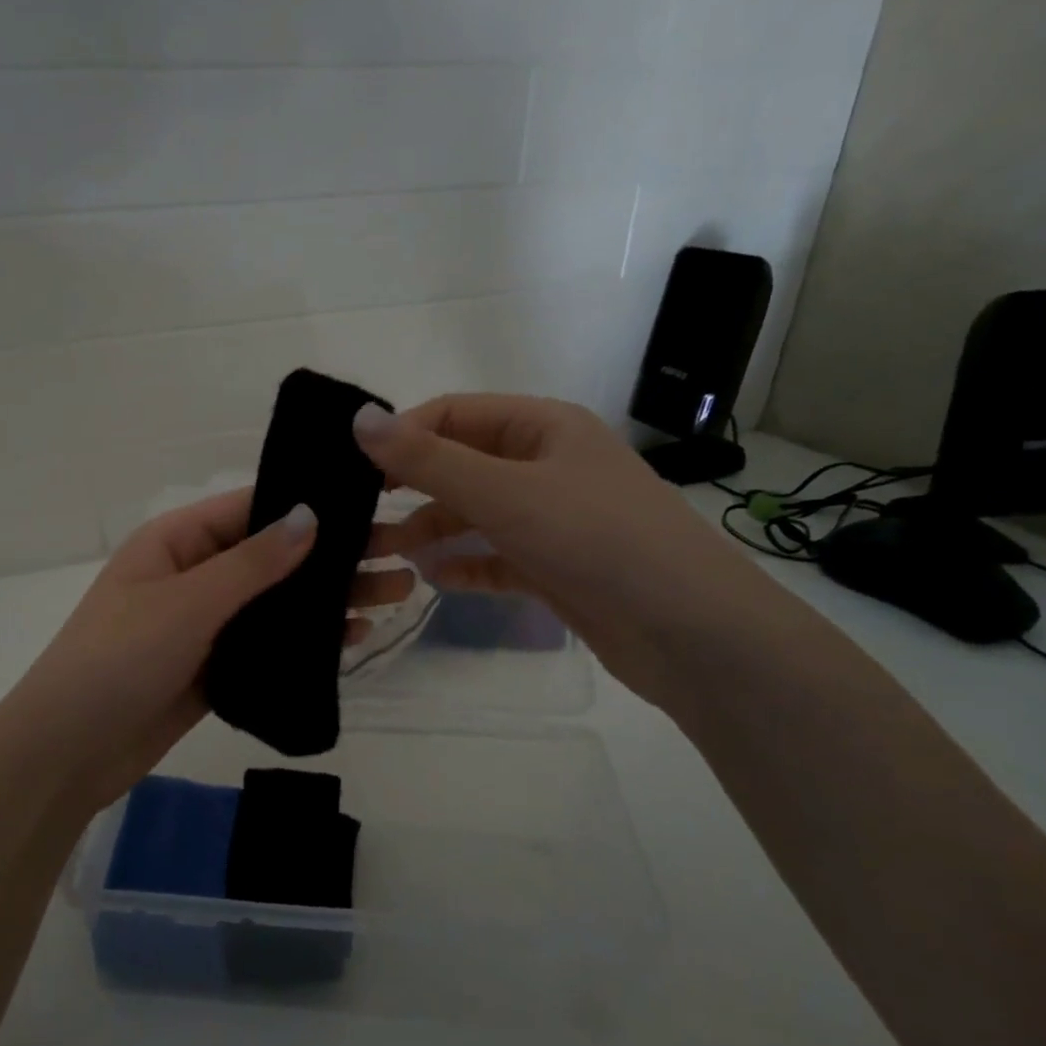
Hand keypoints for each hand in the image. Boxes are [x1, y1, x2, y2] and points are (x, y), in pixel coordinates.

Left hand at [0, 488, 413, 812]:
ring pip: (279, 601)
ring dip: (331, 598)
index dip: (309, 502)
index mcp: (177, 541)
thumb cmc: (118, 659)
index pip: (252, 508)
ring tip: (396, 591)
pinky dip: (310, 639)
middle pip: (275, 556)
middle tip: (402, 553)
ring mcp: (206, 623)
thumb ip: (252, 563)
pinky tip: (356, 636)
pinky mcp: (217, 666)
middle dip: (335, 555)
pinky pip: (271, 643)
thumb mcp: (186, 603)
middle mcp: (195, 574)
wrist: (69, 753)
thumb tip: (310, 514)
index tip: (370, 501)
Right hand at [354, 393, 764, 706]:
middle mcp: (548, 465)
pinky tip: (436, 580)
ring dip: (436, 528)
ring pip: (478, 513)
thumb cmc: (595, 540)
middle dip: (414, 488)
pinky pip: (498, 556)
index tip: (355, 470)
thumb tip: (360, 419)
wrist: (690, 632)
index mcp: (543, 427)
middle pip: (464, 464)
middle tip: (363, 517)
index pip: (454, 413)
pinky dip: (467, 563)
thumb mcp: (504, 493)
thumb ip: (428, 460)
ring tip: (391, 553)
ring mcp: (554, 518)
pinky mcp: (557, 566)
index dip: (403, 435)